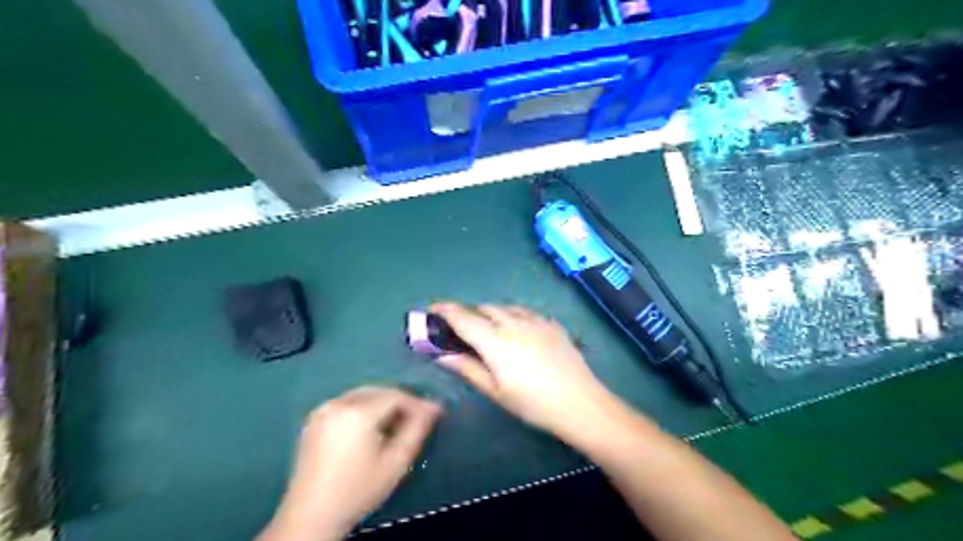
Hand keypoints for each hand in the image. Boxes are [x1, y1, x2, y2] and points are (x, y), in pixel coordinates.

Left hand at [262, 385, 443, 539]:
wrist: (311, 516)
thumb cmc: (358, 490)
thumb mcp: (395, 462)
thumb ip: (417, 429)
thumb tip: (435, 406)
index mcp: (357, 412)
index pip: (396, 396)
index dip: (417, 403)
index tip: (433, 414)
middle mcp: (338, 403)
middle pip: (379, 391)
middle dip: (400, 402)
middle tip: (417, 419)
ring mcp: (323, 410)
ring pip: (363, 395)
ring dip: (382, 404)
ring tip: (396, 424)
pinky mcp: (314, 420)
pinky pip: (347, 403)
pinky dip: (364, 408)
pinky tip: (371, 427)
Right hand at [431, 302, 612, 441]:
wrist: (580, 403)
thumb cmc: (533, 403)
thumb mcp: (496, 391)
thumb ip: (468, 369)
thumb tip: (441, 355)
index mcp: (495, 341)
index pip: (463, 318)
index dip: (444, 311)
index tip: (432, 309)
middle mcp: (513, 323)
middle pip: (484, 309)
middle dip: (469, 314)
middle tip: (463, 331)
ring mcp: (535, 321)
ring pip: (505, 307)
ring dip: (491, 313)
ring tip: (490, 330)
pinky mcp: (551, 324)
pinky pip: (525, 312)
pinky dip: (512, 315)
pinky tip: (517, 331)